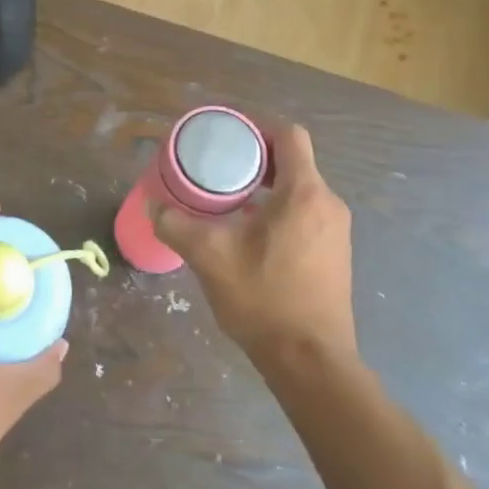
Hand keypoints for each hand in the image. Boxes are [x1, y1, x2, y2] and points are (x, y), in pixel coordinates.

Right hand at [149, 125, 356, 367]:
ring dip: (267, 189)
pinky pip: (307, 215)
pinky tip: (251, 237)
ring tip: (229, 203)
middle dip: (256, 161)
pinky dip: (280, 212)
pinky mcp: (336, 255)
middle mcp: (328, 204)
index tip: (228, 138)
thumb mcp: (210, 257)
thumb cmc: (264, 299)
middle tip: (218, 170)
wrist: (311, 361)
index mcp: (304, 193)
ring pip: (300, 191)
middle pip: (294, 162)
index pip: (289, 135)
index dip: (258, 127)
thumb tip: (152, 206)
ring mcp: (337, 231)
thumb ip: (177, 225)